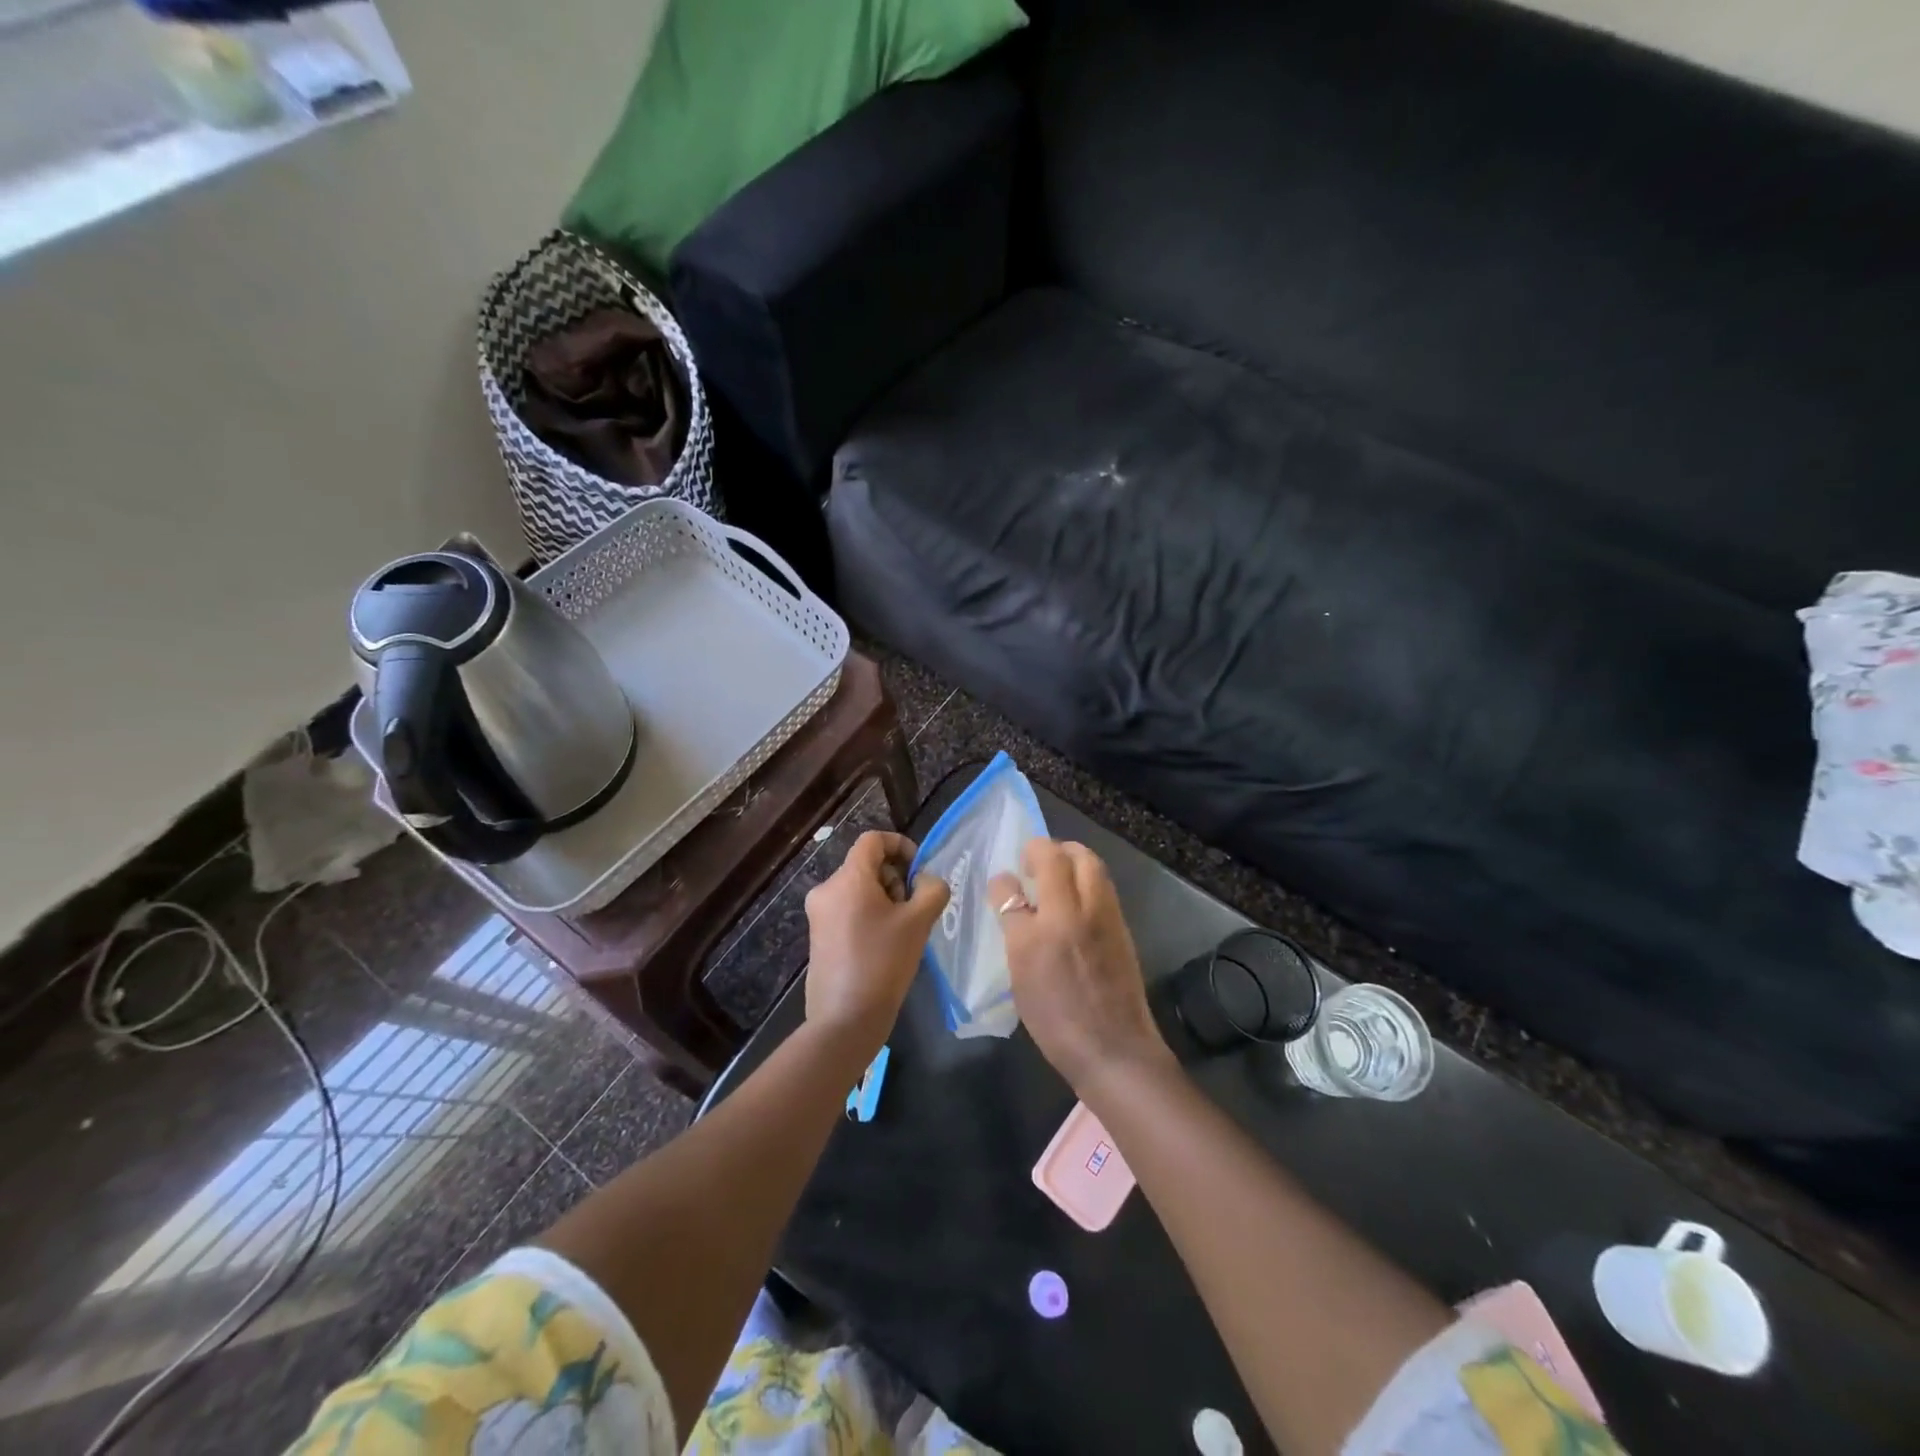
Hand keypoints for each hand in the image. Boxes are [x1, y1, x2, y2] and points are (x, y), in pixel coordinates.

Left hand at [804, 831, 948, 1056]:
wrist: (846, 1019)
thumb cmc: (884, 963)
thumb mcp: (918, 922)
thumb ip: (931, 890)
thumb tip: (927, 880)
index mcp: (847, 878)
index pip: (873, 840)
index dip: (900, 845)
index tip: (919, 869)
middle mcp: (826, 889)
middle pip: (866, 865)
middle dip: (895, 878)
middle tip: (914, 907)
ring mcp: (818, 914)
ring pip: (858, 888)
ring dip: (885, 898)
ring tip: (902, 930)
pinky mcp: (818, 936)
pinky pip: (848, 909)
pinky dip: (869, 914)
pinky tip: (885, 944)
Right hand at [989, 839, 1172, 1093]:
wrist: (1114, 1050)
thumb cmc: (1057, 1019)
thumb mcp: (1021, 974)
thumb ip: (1014, 925)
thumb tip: (1007, 892)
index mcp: (1048, 923)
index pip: (1023, 879)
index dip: (1009, 875)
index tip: (1004, 881)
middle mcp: (1080, 910)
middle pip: (1069, 855)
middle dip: (1049, 849)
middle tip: (1032, 863)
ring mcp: (1106, 916)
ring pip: (1092, 866)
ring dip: (1071, 859)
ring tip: (1054, 878)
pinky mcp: (1122, 928)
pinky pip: (1103, 887)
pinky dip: (1087, 879)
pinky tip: (1073, 903)